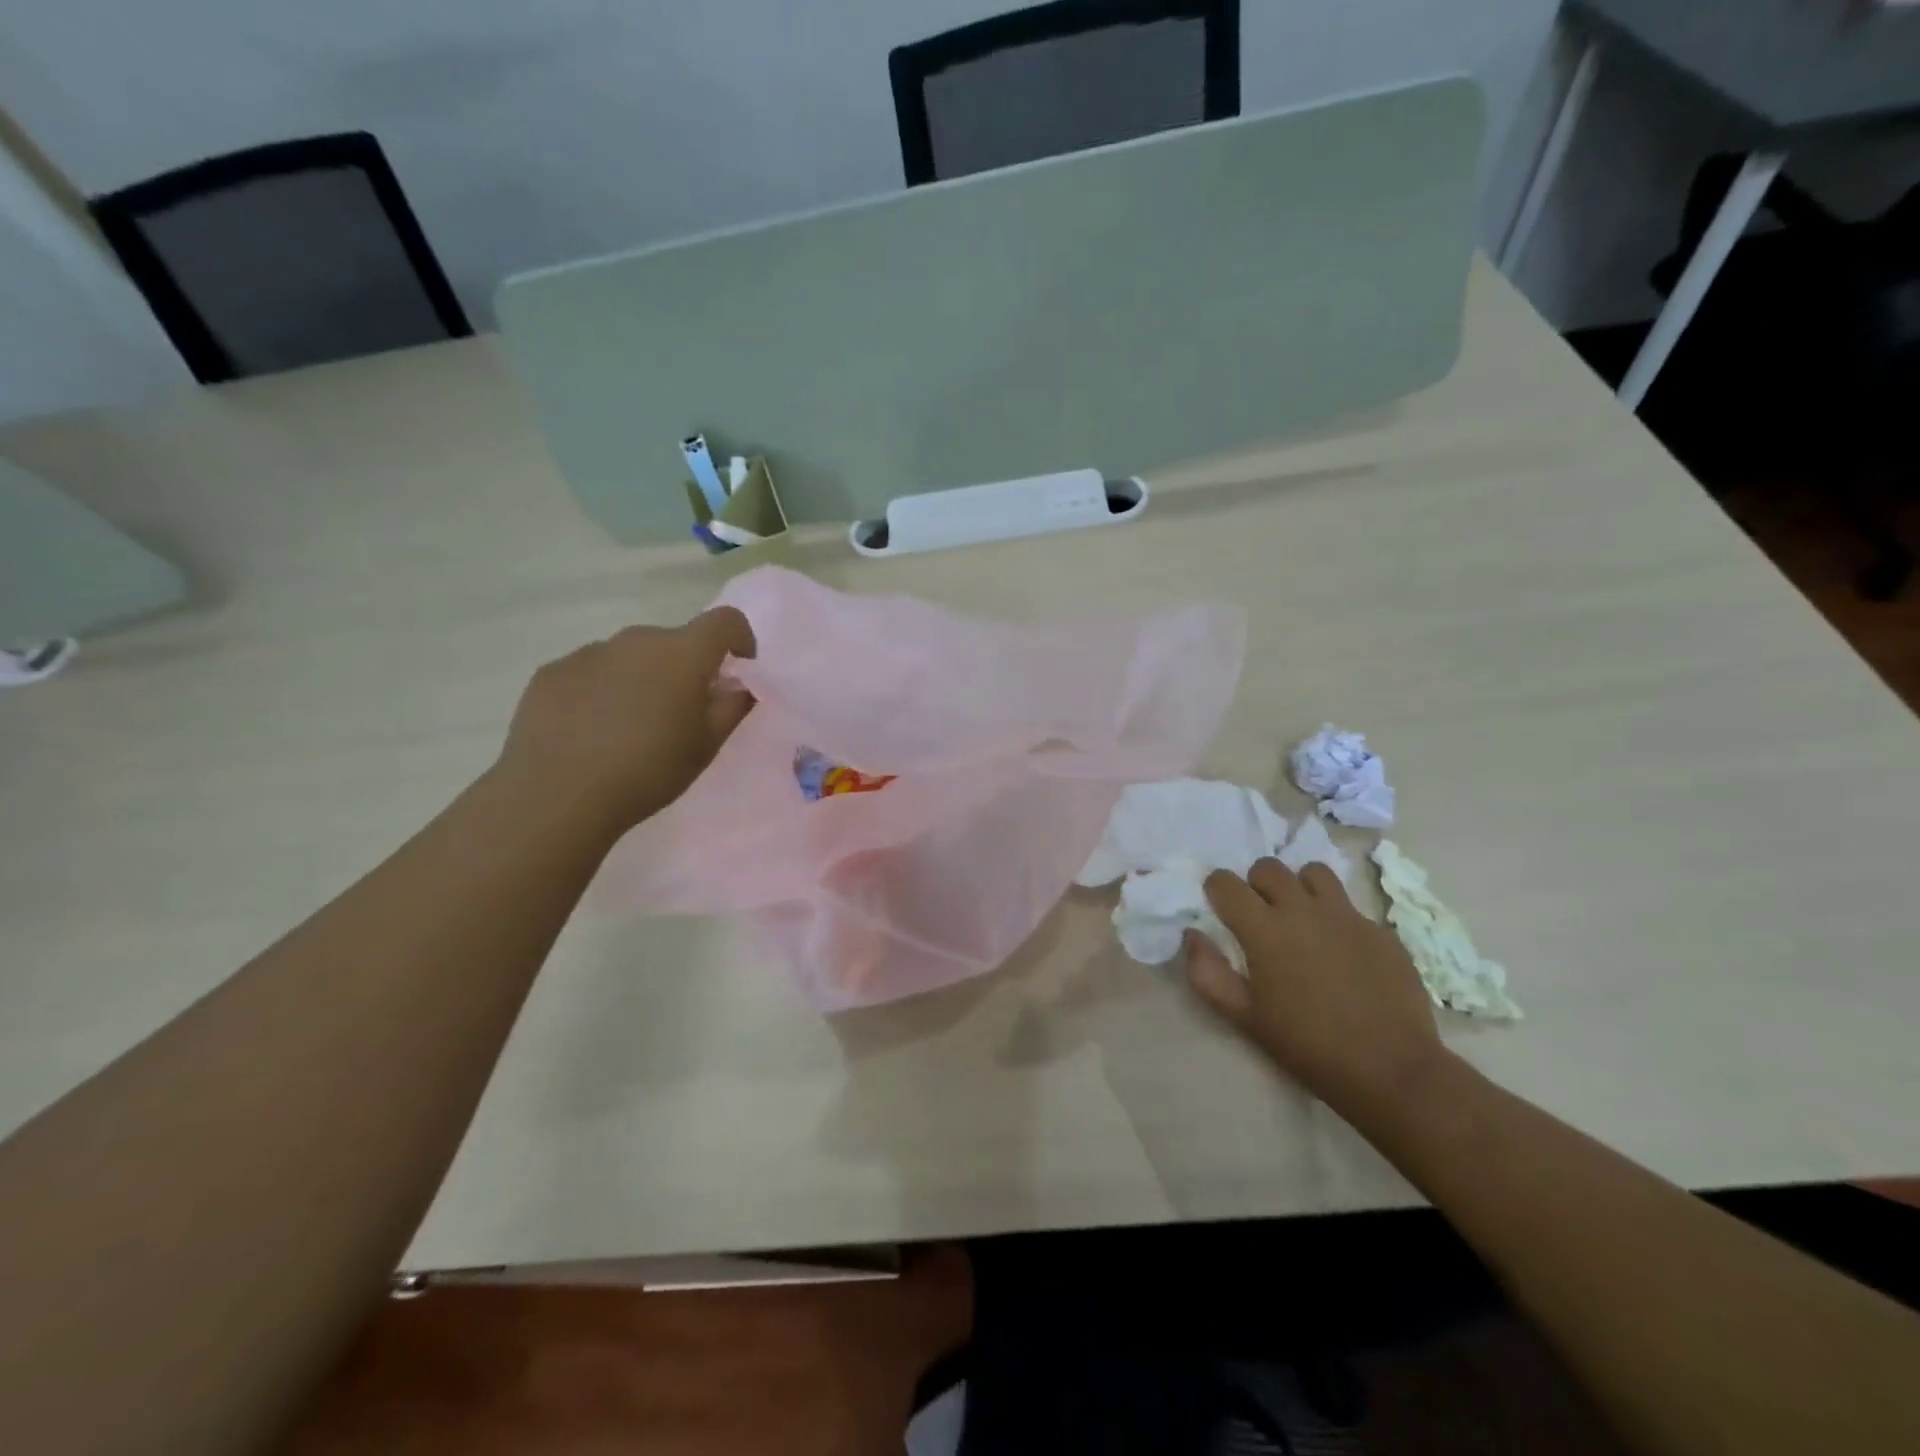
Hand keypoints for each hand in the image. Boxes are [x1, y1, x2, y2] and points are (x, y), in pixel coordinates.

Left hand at [496, 607, 755, 837]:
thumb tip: (739, 686)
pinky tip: (591, 731)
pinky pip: (592, 671)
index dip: (739, 639)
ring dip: (643, 678)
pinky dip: (603, 690)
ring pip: (631, 656)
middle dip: (686, 668)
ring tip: (631, 726)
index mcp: (682, 654)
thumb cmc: (647, 771)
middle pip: (674, 641)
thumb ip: (731, 708)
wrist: (556, 795)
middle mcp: (636, 640)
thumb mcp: (705, 747)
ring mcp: (589, 652)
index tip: (737, 669)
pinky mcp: (552, 671)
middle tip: (681, 713)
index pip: (725, 620)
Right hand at [1184, 859, 1445, 1116]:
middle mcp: (1303, 910)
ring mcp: (1346, 916)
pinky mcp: (1380, 931)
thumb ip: (1207, 973)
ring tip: (1301, 917)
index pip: (1225, 882)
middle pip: (1269, 867)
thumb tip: (1193, 935)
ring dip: (1299, 887)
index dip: (1216, 890)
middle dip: (1256, 883)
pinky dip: (1336, 918)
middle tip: (1260, 915)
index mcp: (1264, 929)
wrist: (1390, 1069)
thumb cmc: (1307, 1045)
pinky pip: (1350, 906)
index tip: (1220, 908)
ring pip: (1314, 873)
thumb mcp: (1244, 1018)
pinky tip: (1341, 951)